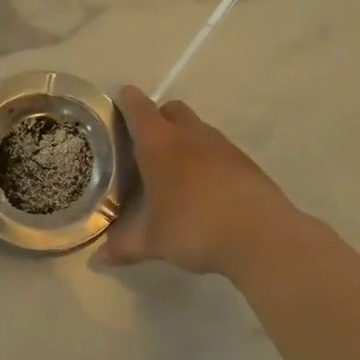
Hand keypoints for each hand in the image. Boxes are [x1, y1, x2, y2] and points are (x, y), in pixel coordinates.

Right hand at [96, 86, 300, 278]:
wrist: (261, 236)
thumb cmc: (194, 228)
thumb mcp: (153, 242)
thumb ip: (124, 247)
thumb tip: (98, 260)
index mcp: (160, 145)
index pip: (139, 109)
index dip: (128, 101)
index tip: (120, 99)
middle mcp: (190, 136)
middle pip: (171, 110)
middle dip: (157, 118)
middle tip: (145, 143)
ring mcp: (222, 146)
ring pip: (197, 128)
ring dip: (184, 138)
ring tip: (174, 170)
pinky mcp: (245, 162)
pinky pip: (218, 149)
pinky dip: (206, 158)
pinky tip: (204, 188)